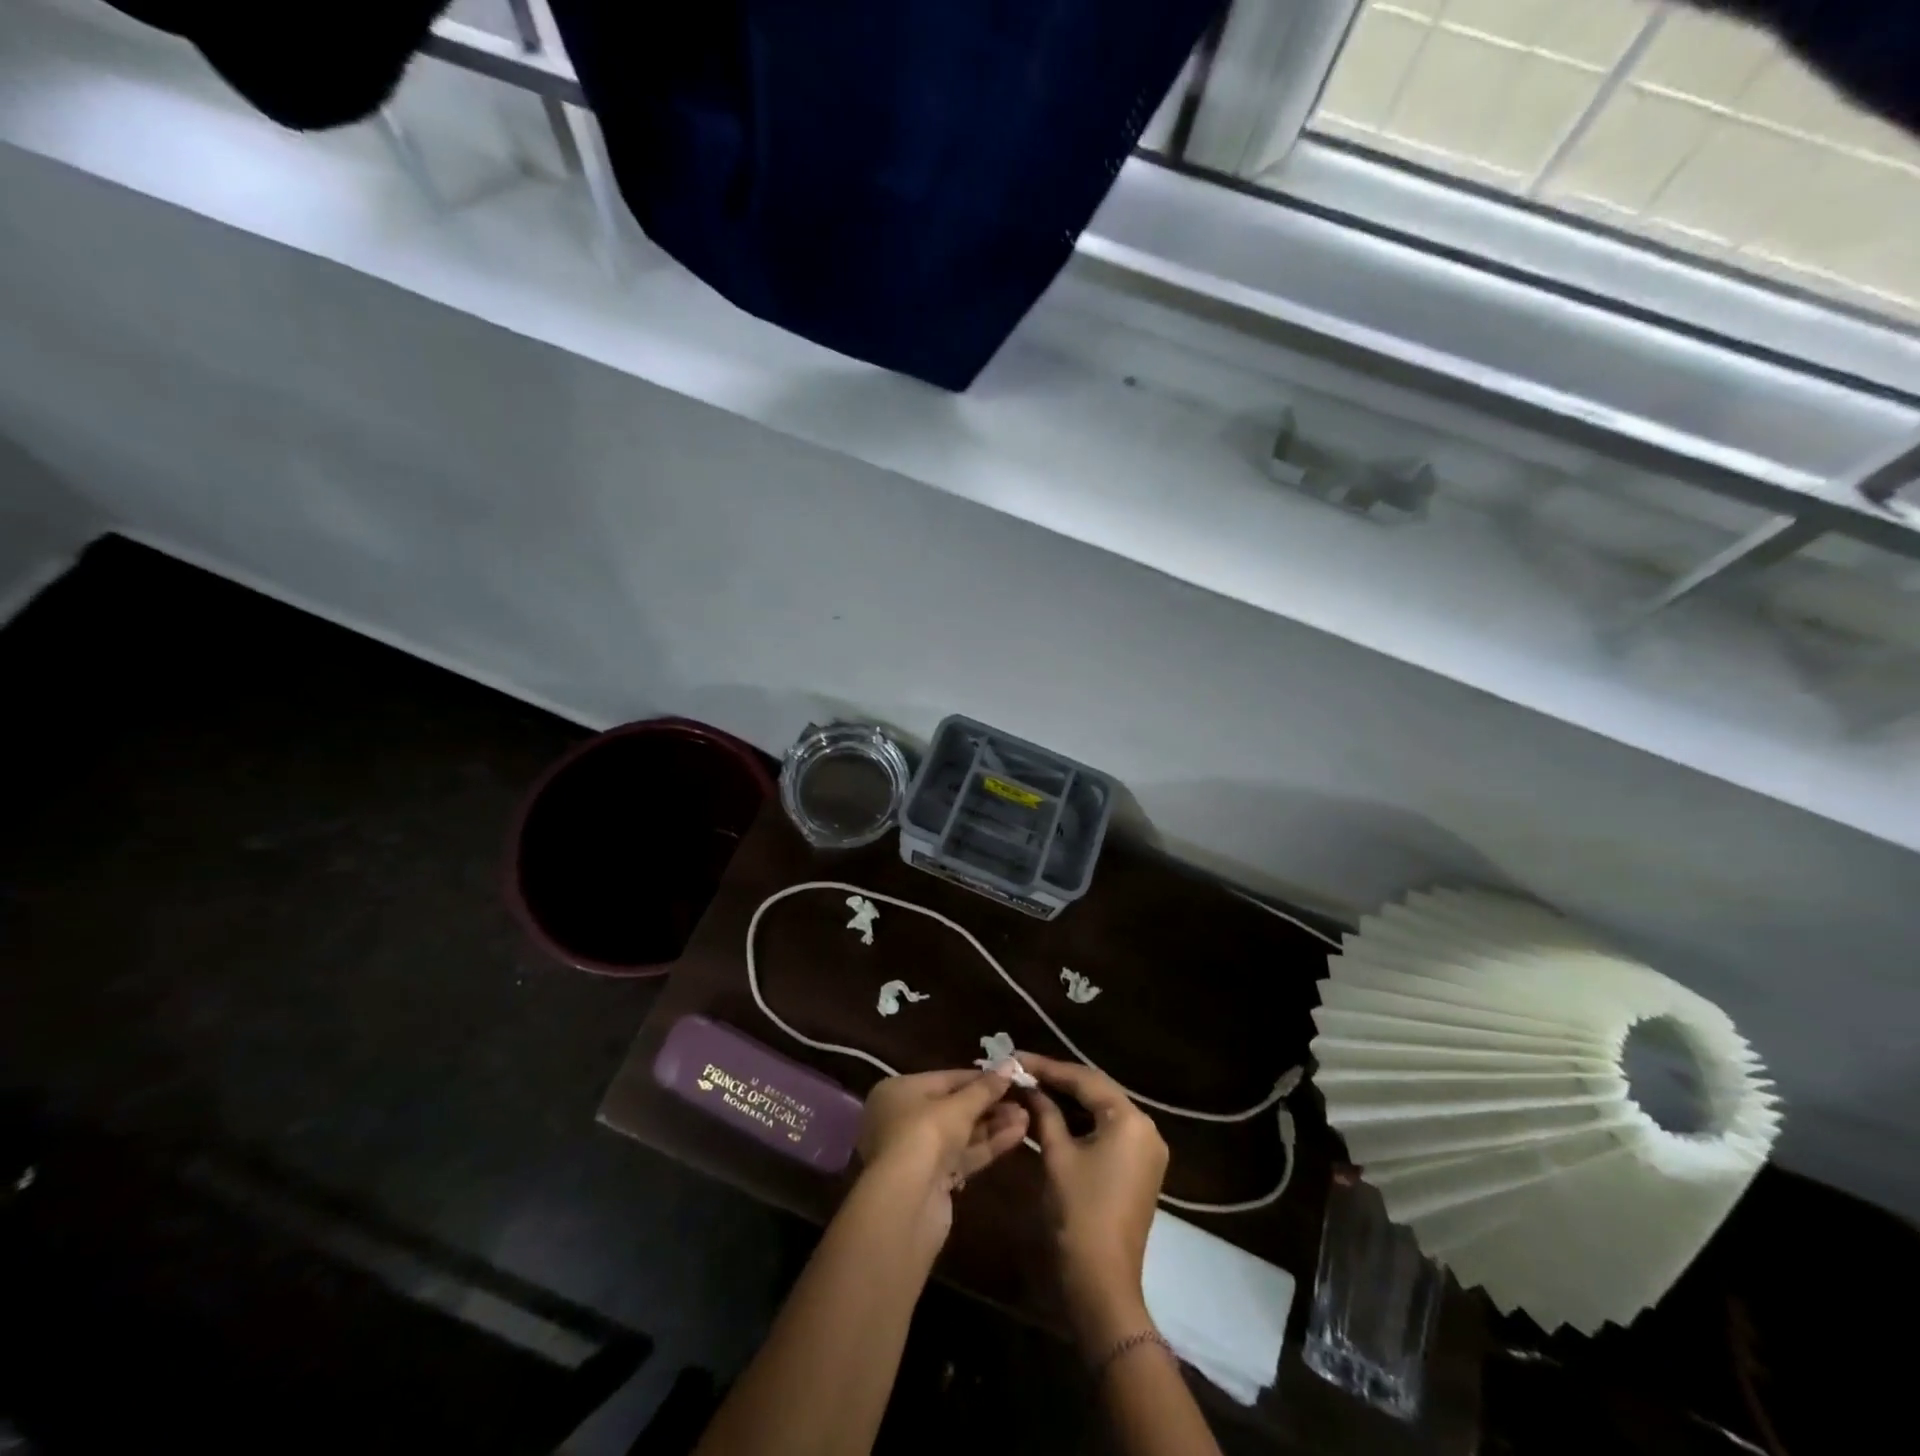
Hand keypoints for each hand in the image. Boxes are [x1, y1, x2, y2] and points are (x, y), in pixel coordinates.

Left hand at [855, 1069, 1029, 1231]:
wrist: (906, 1205)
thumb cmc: (925, 1136)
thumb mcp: (958, 1107)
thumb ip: (985, 1088)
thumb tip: (1009, 1064)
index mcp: (899, 1091)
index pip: (946, 1079)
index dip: (979, 1078)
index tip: (1009, 1076)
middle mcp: (904, 1118)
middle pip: (954, 1107)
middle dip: (989, 1104)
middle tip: (1023, 1098)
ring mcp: (918, 1152)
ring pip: (961, 1133)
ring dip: (993, 1125)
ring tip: (1026, 1117)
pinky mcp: (933, 1180)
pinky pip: (963, 1155)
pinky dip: (987, 1146)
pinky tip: (1017, 1135)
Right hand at [1017, 1052, 1167, 1352]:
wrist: (1102, 1284)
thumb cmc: (1079, 1214)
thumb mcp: (1056, 1156)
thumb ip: (1044, 1112)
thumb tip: (1027, 1086)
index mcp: (1130, 1119)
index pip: (1084, 1079)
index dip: (1047, 1067)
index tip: (1016, 1057)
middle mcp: (1145, 1128)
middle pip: (1096, 1090)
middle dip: (1058, 1080)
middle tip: (1022, 1071)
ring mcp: (1145, 1150)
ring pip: (1101, 1111)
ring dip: (1068, 1101)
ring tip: (1031, 1089)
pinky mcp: (1138, 1169)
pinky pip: (1108, 1131)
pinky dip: (1080, 1123)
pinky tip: (1051, 1116)